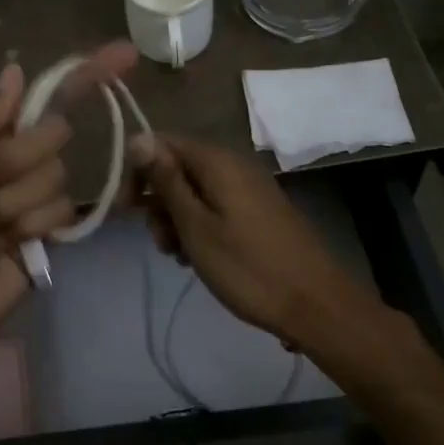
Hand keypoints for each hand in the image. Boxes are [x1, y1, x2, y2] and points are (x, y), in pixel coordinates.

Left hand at [0, 42, 136, 379]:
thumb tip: (16, 70)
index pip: (37, 103)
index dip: (79, 79)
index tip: (125, 55)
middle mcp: (10, 168)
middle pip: (52, 138)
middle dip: (16, 160)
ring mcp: (28, 207)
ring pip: (57, 180)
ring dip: (16, 203)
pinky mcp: (43, 246)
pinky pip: (62, 218)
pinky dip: (33, 228)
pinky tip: (6, 246)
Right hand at [128, 132, 363, 340]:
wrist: (316, 306)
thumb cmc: (248, 267)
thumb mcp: (196, 226)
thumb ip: (166, 181)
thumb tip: (138, 138)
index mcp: (217, 162)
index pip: (161, 144)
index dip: (138, 172)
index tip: (127, 210)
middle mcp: (233, 166)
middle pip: (178, 169)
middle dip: (159, 202)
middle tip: (160, 242)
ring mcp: (249, 189)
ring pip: (195, 192)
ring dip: (177, 220)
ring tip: (179, 256)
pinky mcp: (259, 211)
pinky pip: (216, 207)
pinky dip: (200, 227)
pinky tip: (199, 258)